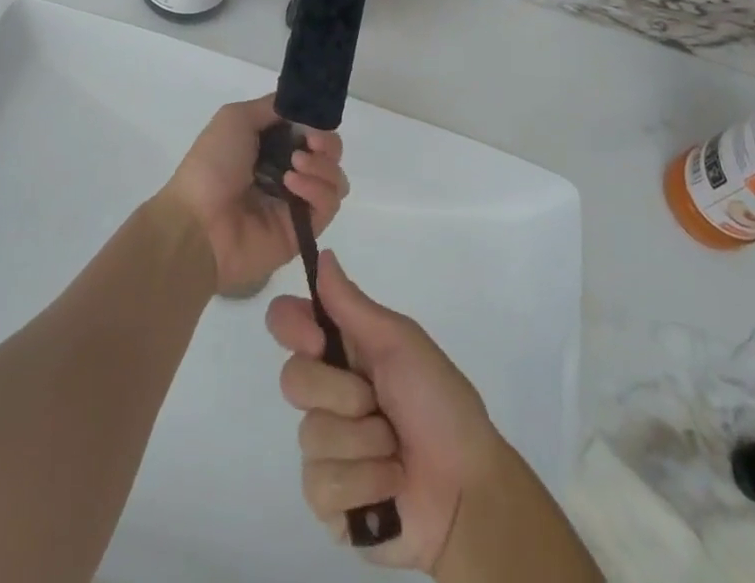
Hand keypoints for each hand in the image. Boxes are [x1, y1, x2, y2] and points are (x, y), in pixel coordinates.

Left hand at [160, 96, 347, 297]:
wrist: (198, 223)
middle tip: (311, 144)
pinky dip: (317, 189)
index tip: (313, 122)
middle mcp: (288, 171)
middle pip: (329, 154)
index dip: (317, 123)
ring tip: (295, 166)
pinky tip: (293, 185)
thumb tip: (301, 106)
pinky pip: (328, 205)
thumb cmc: (212, 165)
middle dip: (327, 143)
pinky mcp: (304, 231)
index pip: (310, 130)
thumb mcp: (235, 118)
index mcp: (270, 146)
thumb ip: (272, 107)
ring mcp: (297, 202)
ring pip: (336, 179)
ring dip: (322, 166)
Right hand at [267, 253, 504, 572]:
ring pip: (310, 435)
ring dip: (363, 443)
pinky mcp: (328, 500)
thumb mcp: (399, 342)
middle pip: (293, 379)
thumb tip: (323, 254)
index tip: (317, 340)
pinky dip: (364, 482)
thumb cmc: (439, 401)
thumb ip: (352, 304)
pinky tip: (389, 483)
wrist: (467, 488)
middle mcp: (326, 393)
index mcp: (342, 349)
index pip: (287, 322)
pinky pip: (321, 485)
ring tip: (394, 449)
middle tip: (378, 402)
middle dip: (343, 394)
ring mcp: (324, 448)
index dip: (290, 326)